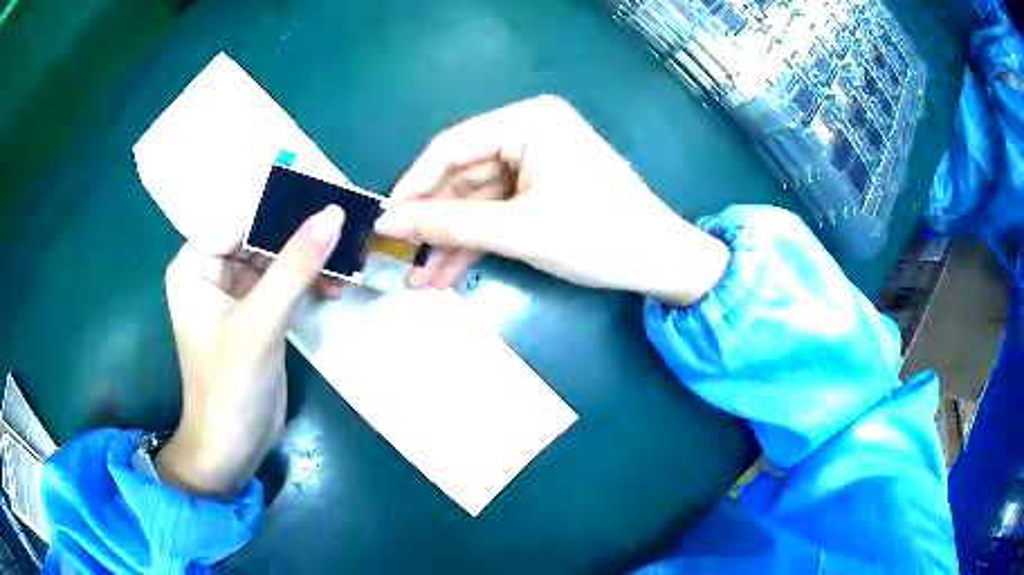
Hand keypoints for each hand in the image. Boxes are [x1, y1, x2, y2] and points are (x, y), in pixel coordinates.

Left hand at [157, 206, 343, 496]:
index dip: (284, 205)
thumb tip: (334, 213)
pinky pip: (285, 282)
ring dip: (310, 261)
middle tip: (346, 233)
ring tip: (345, 267)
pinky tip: (334, 287)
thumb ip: (295, 266)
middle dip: (302, 236)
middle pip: (262, 235)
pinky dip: (309, 282)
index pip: (242, 216)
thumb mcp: (260, 323)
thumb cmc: (230, 386)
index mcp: (196, 263)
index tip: (331, 199)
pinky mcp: (256, 313)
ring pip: (277, 258)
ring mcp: (235, 293)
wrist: (233, 448)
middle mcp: (212, 270)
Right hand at [375, 96, 728, 306]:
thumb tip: (387, 224)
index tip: (383, 222)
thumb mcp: (518, 230)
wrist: (662, 264)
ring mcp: (533, 164)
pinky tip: (445, 275)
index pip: (451, 147)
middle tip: (397, 259)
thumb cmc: (599, 235)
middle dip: (431, 224)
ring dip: (448, 242)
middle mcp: (527, 132)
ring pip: (474, 202)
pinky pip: (495, 214)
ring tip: (418, 280)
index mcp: (527, 120)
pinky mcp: (538, 192)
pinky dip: (473, 244)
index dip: (412, 186)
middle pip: (460, 178)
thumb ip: (449, 224)